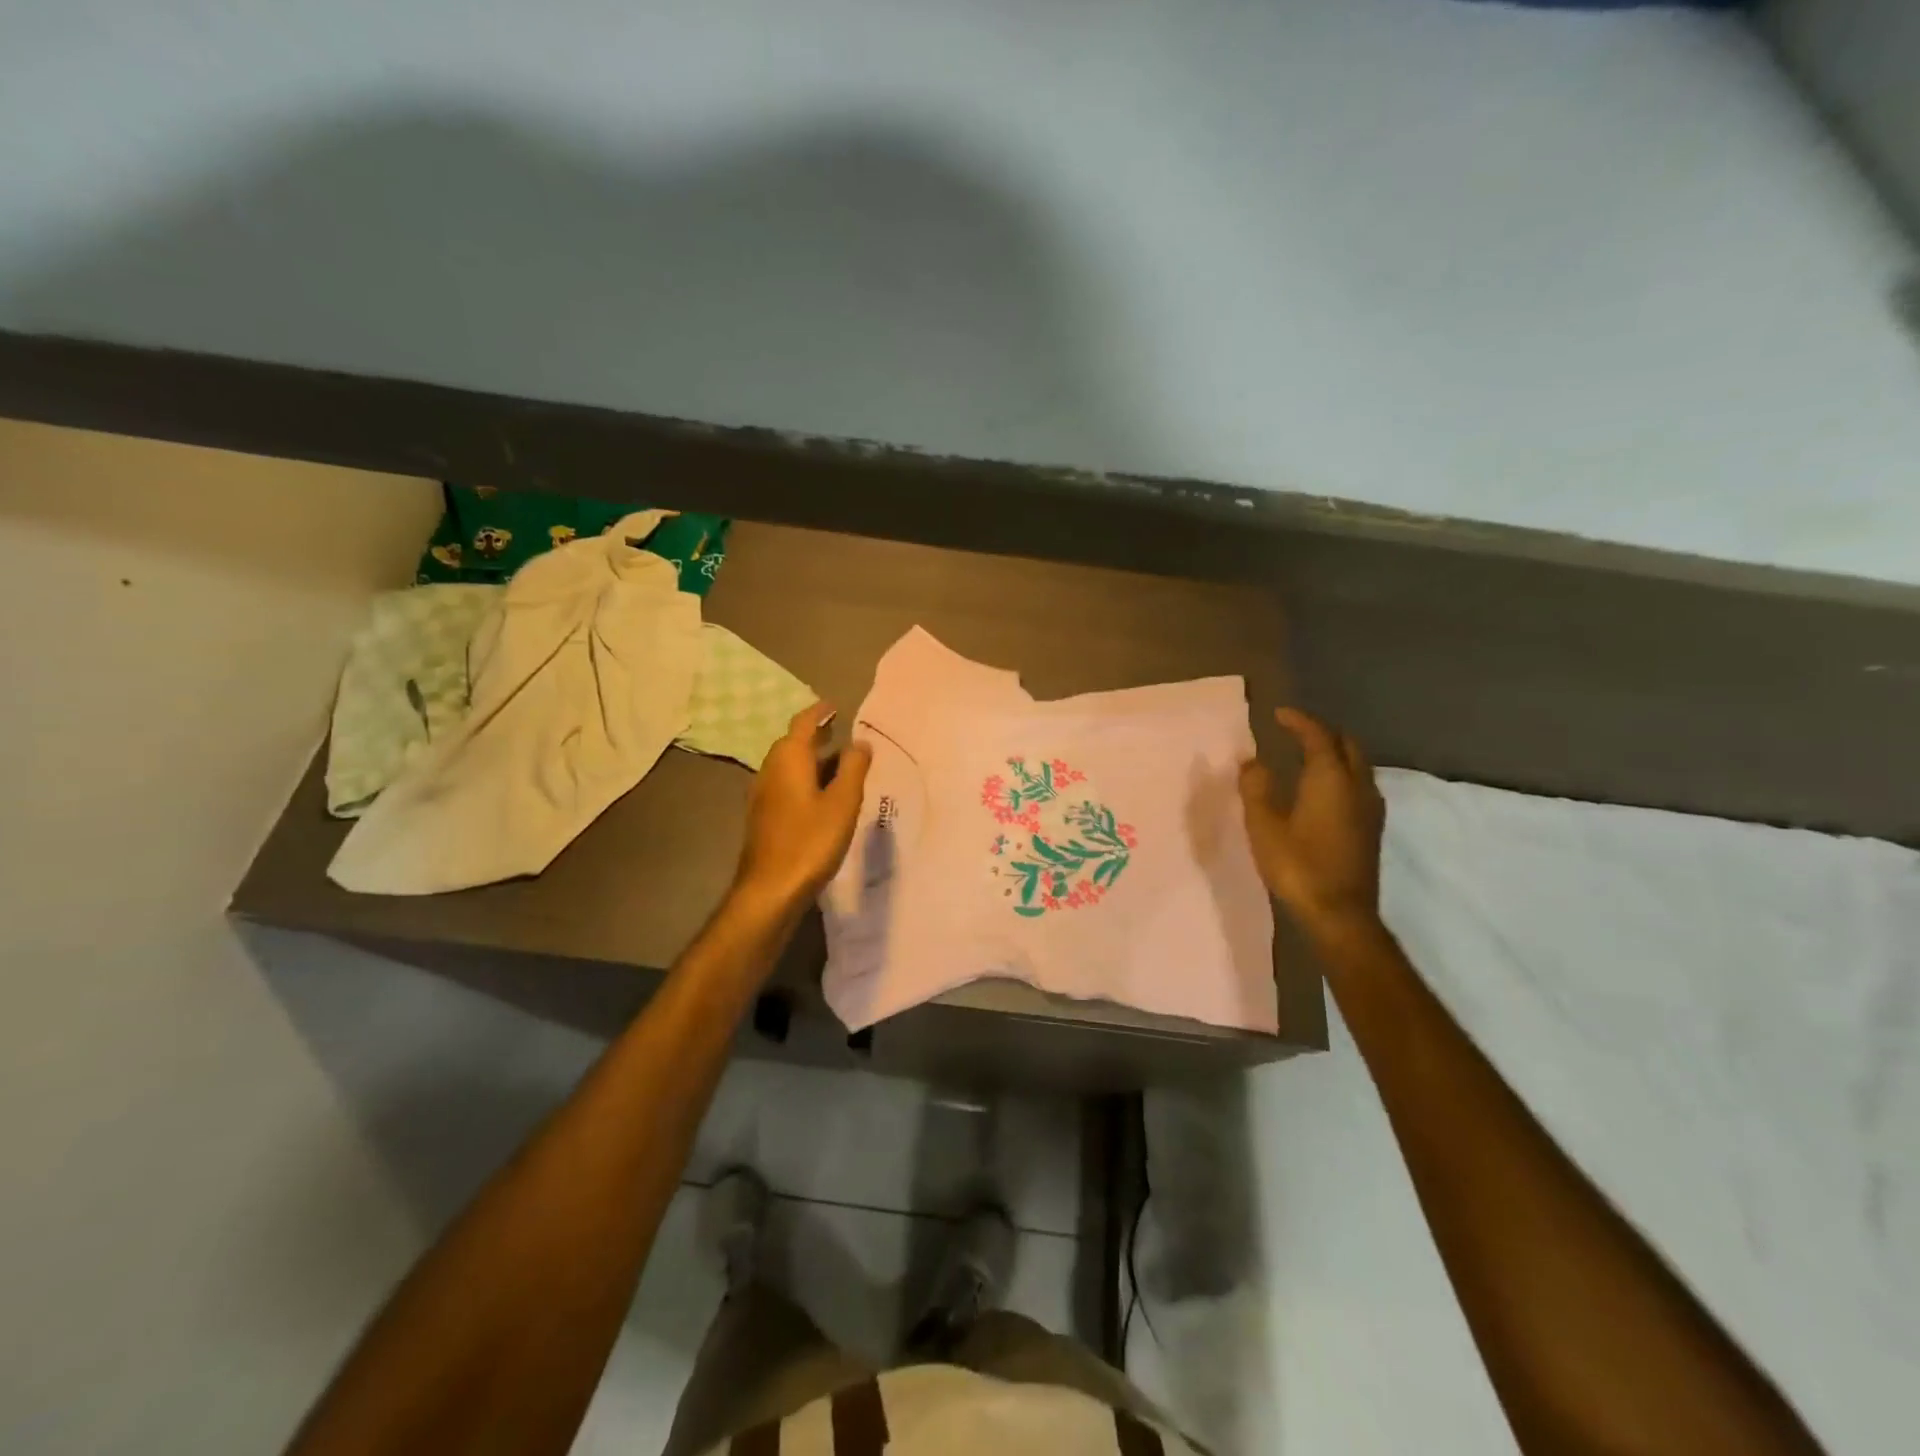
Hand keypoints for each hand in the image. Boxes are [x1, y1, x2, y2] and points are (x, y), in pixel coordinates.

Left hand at [732, 703, 872, 907]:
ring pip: (789, 765)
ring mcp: (763, 794)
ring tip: (838, 762)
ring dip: (811, 759)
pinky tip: (822, 794)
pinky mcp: (764, 816)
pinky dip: (805, 778)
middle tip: (841, 732)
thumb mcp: (842, 803)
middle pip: (792, 743)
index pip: (803, 723)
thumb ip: (854, 768)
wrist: (770, 890)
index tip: (836, 706)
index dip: (820, 712)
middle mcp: (770, 770)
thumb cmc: (810, 842)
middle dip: (816, 735)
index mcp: (789, 759)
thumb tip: (861, 742)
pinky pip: (786, 784)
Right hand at [1239, 708, 1385, 940]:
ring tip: (1307, 756)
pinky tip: (1323, 789)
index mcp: (1331, 779)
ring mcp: (1370, 808)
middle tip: (1295, 732)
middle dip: (1322, 733)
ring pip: (1357, 765)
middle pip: (1346, 744)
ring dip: (1334, 753)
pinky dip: (1341, 774)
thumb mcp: (1264, 825)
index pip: (1318, 736)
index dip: (1299, 721)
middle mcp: (1358, 786)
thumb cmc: (1298, 865)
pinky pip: (1359, 784)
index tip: (1279, 714)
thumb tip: (1252, 762)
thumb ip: (1256, 788)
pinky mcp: (1371, 828)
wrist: (1340, 914)